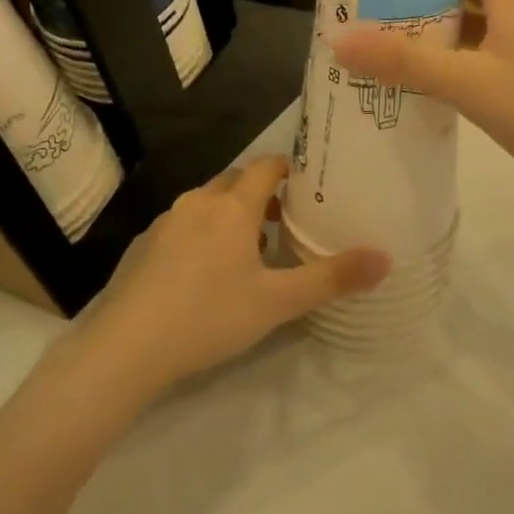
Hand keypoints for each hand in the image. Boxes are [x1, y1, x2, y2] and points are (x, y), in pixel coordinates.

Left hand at [76, 156, 388, 396]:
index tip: (306, 185)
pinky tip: (203, 274)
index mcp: (232, 207)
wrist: (128, 347)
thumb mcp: (278, 302)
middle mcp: (198, 202)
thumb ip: (331, 278)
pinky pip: (182, 225)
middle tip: (283, 222)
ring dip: (229, 215)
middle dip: (260, 194)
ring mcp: (166, 222)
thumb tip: (385, 258)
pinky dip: (201, 234)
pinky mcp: (144, 245)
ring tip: (248, 251)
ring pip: (206, 203)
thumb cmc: (210, 315)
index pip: (266, 166)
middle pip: (235, 181)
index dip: (288, 169)